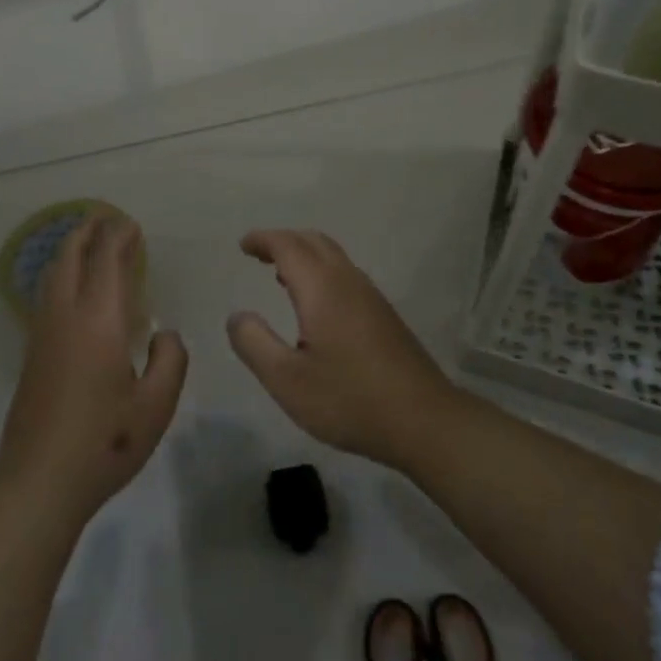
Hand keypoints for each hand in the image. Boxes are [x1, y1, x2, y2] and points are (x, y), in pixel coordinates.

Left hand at [0, 215, 187, 526]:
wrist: (38, 483)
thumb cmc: (105, 443)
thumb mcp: (156, 405)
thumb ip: (170, 360)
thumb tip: (164, 335)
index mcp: (99, 322)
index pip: (108, 262)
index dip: (119, 238)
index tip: (131, 224)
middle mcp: (66, 318)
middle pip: (70, 259)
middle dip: (86, 232)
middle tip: (103, 217)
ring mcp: (43, 336)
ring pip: (52, 276)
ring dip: (69, 252)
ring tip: (86, 243)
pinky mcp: (32, 356)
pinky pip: (46, 298)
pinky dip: (60, 276)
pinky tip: (71, 290)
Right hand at [227, 229, 461, 473]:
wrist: (423, 420)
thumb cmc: (349, 399)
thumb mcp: (287, 380)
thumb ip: (254, 344)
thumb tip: (237, 315)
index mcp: (322, 288)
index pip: (289, 246)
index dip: (264, 240)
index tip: (243, 245)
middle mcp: (348, 281)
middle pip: (314, 242)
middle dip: (284, 241)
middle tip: (258, 253)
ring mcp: (371, 296)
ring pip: (333, 257)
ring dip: (304, 255)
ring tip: (280, 275)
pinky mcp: (384, 315)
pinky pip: (345, 274)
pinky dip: (321, 271)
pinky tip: (315, 305)